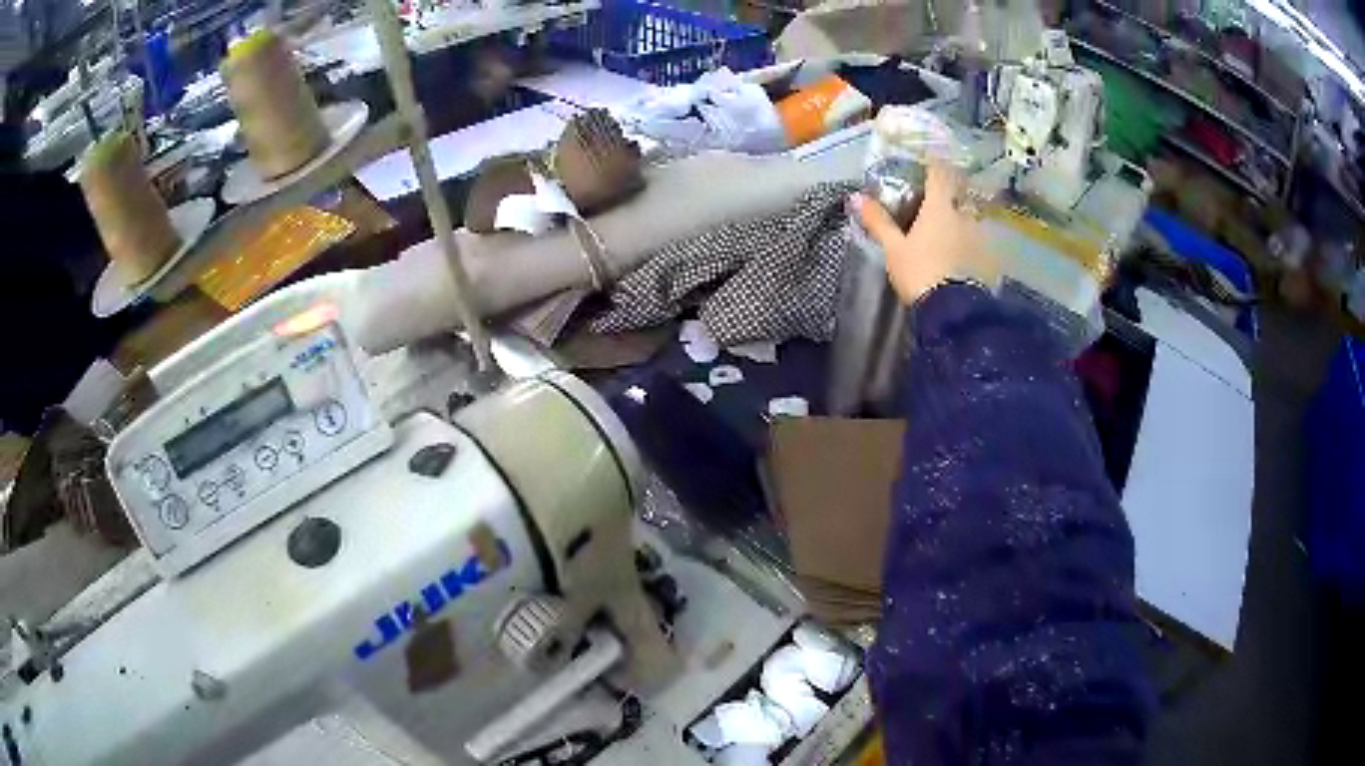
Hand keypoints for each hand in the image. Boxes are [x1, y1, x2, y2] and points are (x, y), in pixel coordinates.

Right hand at [853, 163, 997, 304]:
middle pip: (958, 194)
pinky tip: (963, 255)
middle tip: (938, 199)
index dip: (933, 163)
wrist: (954, 311)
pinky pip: (979, 241)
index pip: (938, 173)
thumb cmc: (920, 273)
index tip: (927, 160)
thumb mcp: (894, 249)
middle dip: (949, 193)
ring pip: (971, 218)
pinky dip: (971, 242)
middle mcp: (964, 215)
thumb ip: (879, 222)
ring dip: (962, 219)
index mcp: (940, 207)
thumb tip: (855, 196)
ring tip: (950, 231)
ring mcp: (980, 236)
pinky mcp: (989, 258)